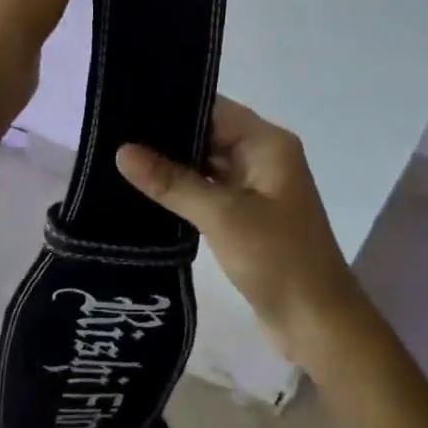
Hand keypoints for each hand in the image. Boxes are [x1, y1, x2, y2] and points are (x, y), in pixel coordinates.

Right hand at [116, 99, 366, 365]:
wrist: (317, 324)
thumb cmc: (278, 259)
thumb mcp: (223, 216)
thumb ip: (173, 182)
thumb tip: (122, 151)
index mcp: (267, 144)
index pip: (214, 108)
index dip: (172, 104)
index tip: (126, 103)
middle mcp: (262, 157)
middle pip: (208, 133)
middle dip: (165, 135)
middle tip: (111, 132)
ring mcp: (255, 188)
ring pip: (205, 164)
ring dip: (170, 164)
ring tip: (116, 156)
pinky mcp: (245, 215)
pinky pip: (208, 191)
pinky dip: (181, 190)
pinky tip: (143, 190)